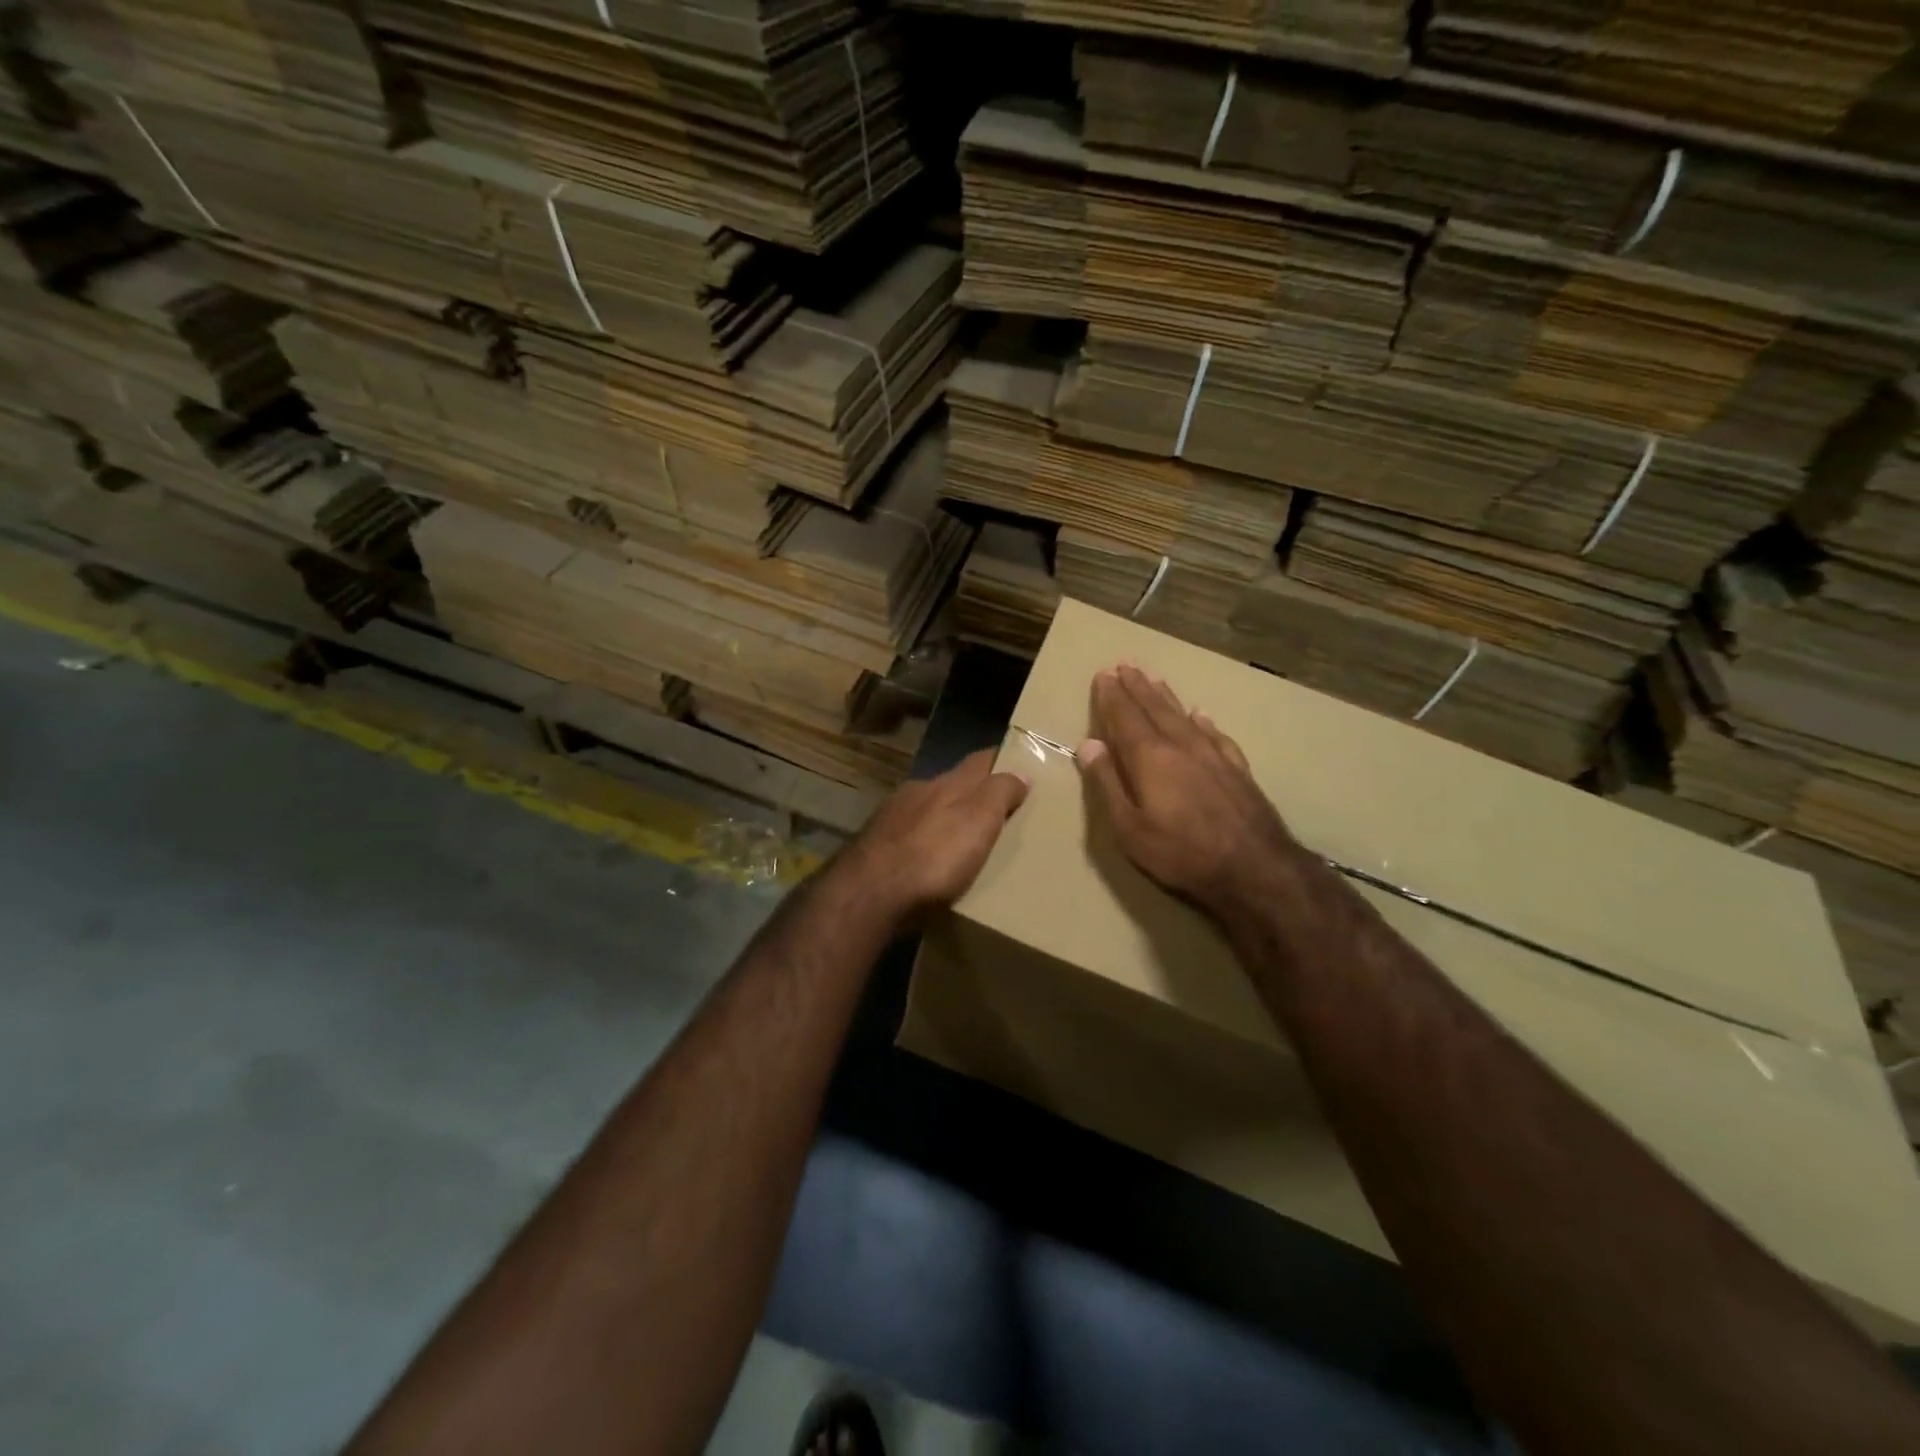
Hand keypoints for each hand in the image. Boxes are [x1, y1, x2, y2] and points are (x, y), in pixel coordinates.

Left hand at [837, 749, 1030, 923]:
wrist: (870, 893)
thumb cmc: (934, 855)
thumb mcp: (978, 820)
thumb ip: (999, 793)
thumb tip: (1021, 771)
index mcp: (946, 783)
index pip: (979, 760)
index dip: (1000, 761)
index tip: (1021, 765)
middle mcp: (917, 792)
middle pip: (952, 784)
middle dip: (973, 792)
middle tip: (999, 811)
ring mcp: (892, 819)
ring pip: (928, 810)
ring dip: (946, 819)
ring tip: (966, 842)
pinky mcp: (877, 848)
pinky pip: (910, 838)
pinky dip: (926, 844)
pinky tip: (930, 863)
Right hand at [1079, 665, 1297, 917]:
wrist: (1255, 868)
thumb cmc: (1181, 852)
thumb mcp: (1129, 828)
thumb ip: (1107, 784)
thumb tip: (1088, 745)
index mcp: (1149, 758)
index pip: (1124, 717)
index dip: (1112, 696)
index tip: (1103, 673)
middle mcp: (1181, 746)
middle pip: (1154, 708)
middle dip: (1137, 686)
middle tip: (1126, 664)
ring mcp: (1213, 755)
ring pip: (1183, 715)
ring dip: (1165, 696)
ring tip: (1154, 677)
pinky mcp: (1237, 769)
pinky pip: (1215, 734)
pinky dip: (1203, 721)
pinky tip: (1201, 715)